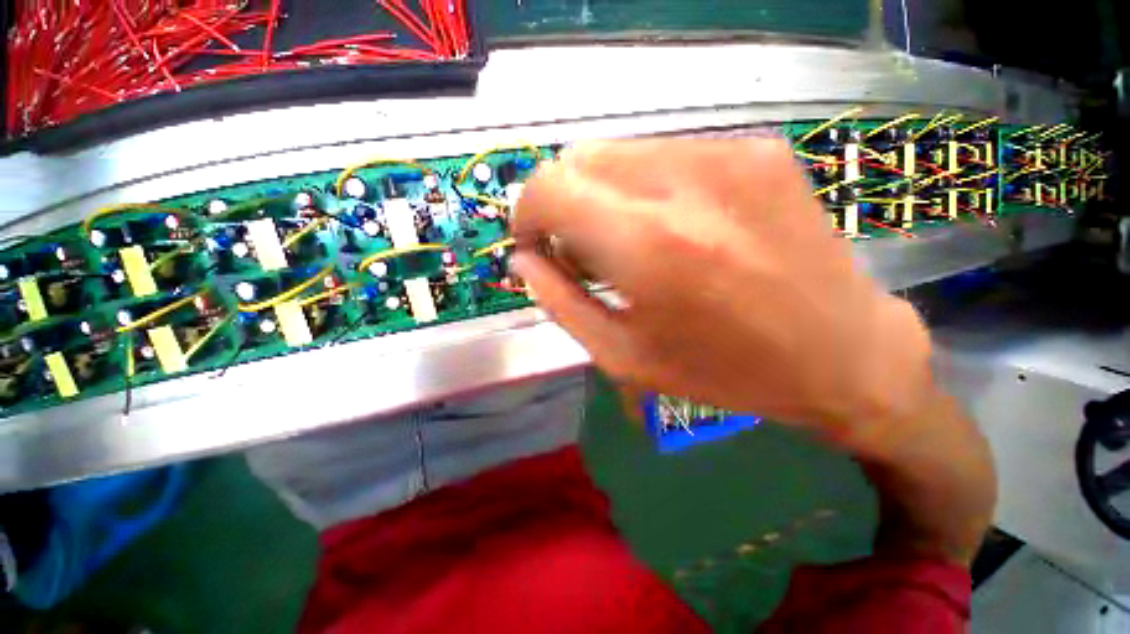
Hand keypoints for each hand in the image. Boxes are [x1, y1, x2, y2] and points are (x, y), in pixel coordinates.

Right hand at [513, 138, 934, 457]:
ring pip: (620, 152)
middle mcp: (685, 183)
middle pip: (580, 159)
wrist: (842, 353)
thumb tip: (523, 260)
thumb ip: (560, 302)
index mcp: (647, 245)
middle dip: (564, 203)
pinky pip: (667, 154)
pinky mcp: (758, 150)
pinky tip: (673, 227)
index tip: (538, 244)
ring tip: (630, 242)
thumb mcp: (623, 356)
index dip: (527, 213)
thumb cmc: (723, 371)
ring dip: (604, 195)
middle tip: (584, 250)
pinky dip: (647, 187)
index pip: (548, 187)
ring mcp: (729, 155)